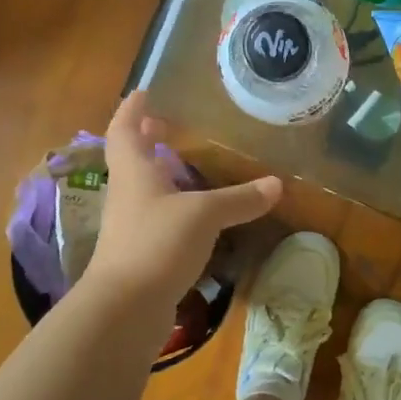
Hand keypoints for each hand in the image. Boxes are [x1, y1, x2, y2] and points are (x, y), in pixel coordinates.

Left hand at [85, 92, 282, 309]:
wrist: (125, 306)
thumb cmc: (157, 243)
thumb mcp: (205, 215)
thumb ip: (239, 199)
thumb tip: (276, 184)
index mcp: (134, 171)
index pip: (124, 129)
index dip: (133, 109)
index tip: (144, 93)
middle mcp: (127, 194)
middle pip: (131, 159)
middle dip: (145, 140)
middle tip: (164, 126)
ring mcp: (129, 226)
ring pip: (143, 190)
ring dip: (159, 175)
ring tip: (186, 167)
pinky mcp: (139, 253)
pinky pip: (155, 219)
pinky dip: (172, 208)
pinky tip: (193, 216)